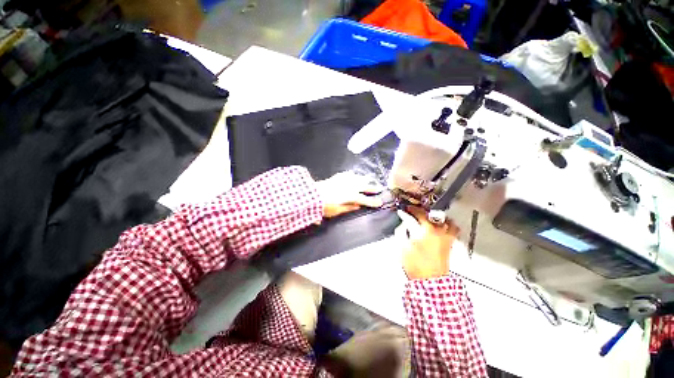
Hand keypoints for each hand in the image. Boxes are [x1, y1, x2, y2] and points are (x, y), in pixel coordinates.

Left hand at [317, 172, 383, 217]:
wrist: (313, 194)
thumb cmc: (325, 206)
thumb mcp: (338, 210)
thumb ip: (349, 207)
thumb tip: (358, 205)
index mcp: (351, 196)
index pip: (365, 200)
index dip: (373, 201)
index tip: (380, 202)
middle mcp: (350, 186)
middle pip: (365, 186)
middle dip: (373, 187)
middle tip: (379, 188)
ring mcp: (344, 180)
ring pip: (358, 177)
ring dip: (365, 179)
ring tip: (369, 179)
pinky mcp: (338, 177)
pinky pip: (348, 174)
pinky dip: (353, 175)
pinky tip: (353, 175)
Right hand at [397, 206, 459, 279]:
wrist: (430, 280)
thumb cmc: (416, 264)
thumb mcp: (404, 246)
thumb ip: (402, 232)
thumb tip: (404, 224)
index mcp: (427, 231)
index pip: (420, 215)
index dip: (411, 210)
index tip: (405, 210)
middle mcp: (440, 232)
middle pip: (434, 215)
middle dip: (423, 212)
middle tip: (416, 212)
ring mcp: (447, 238)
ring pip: (448, 222)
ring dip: (439, 218)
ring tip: (432, 217)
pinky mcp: (450, 245)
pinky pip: (453, 230)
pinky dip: (448, 226)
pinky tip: (442, 228)